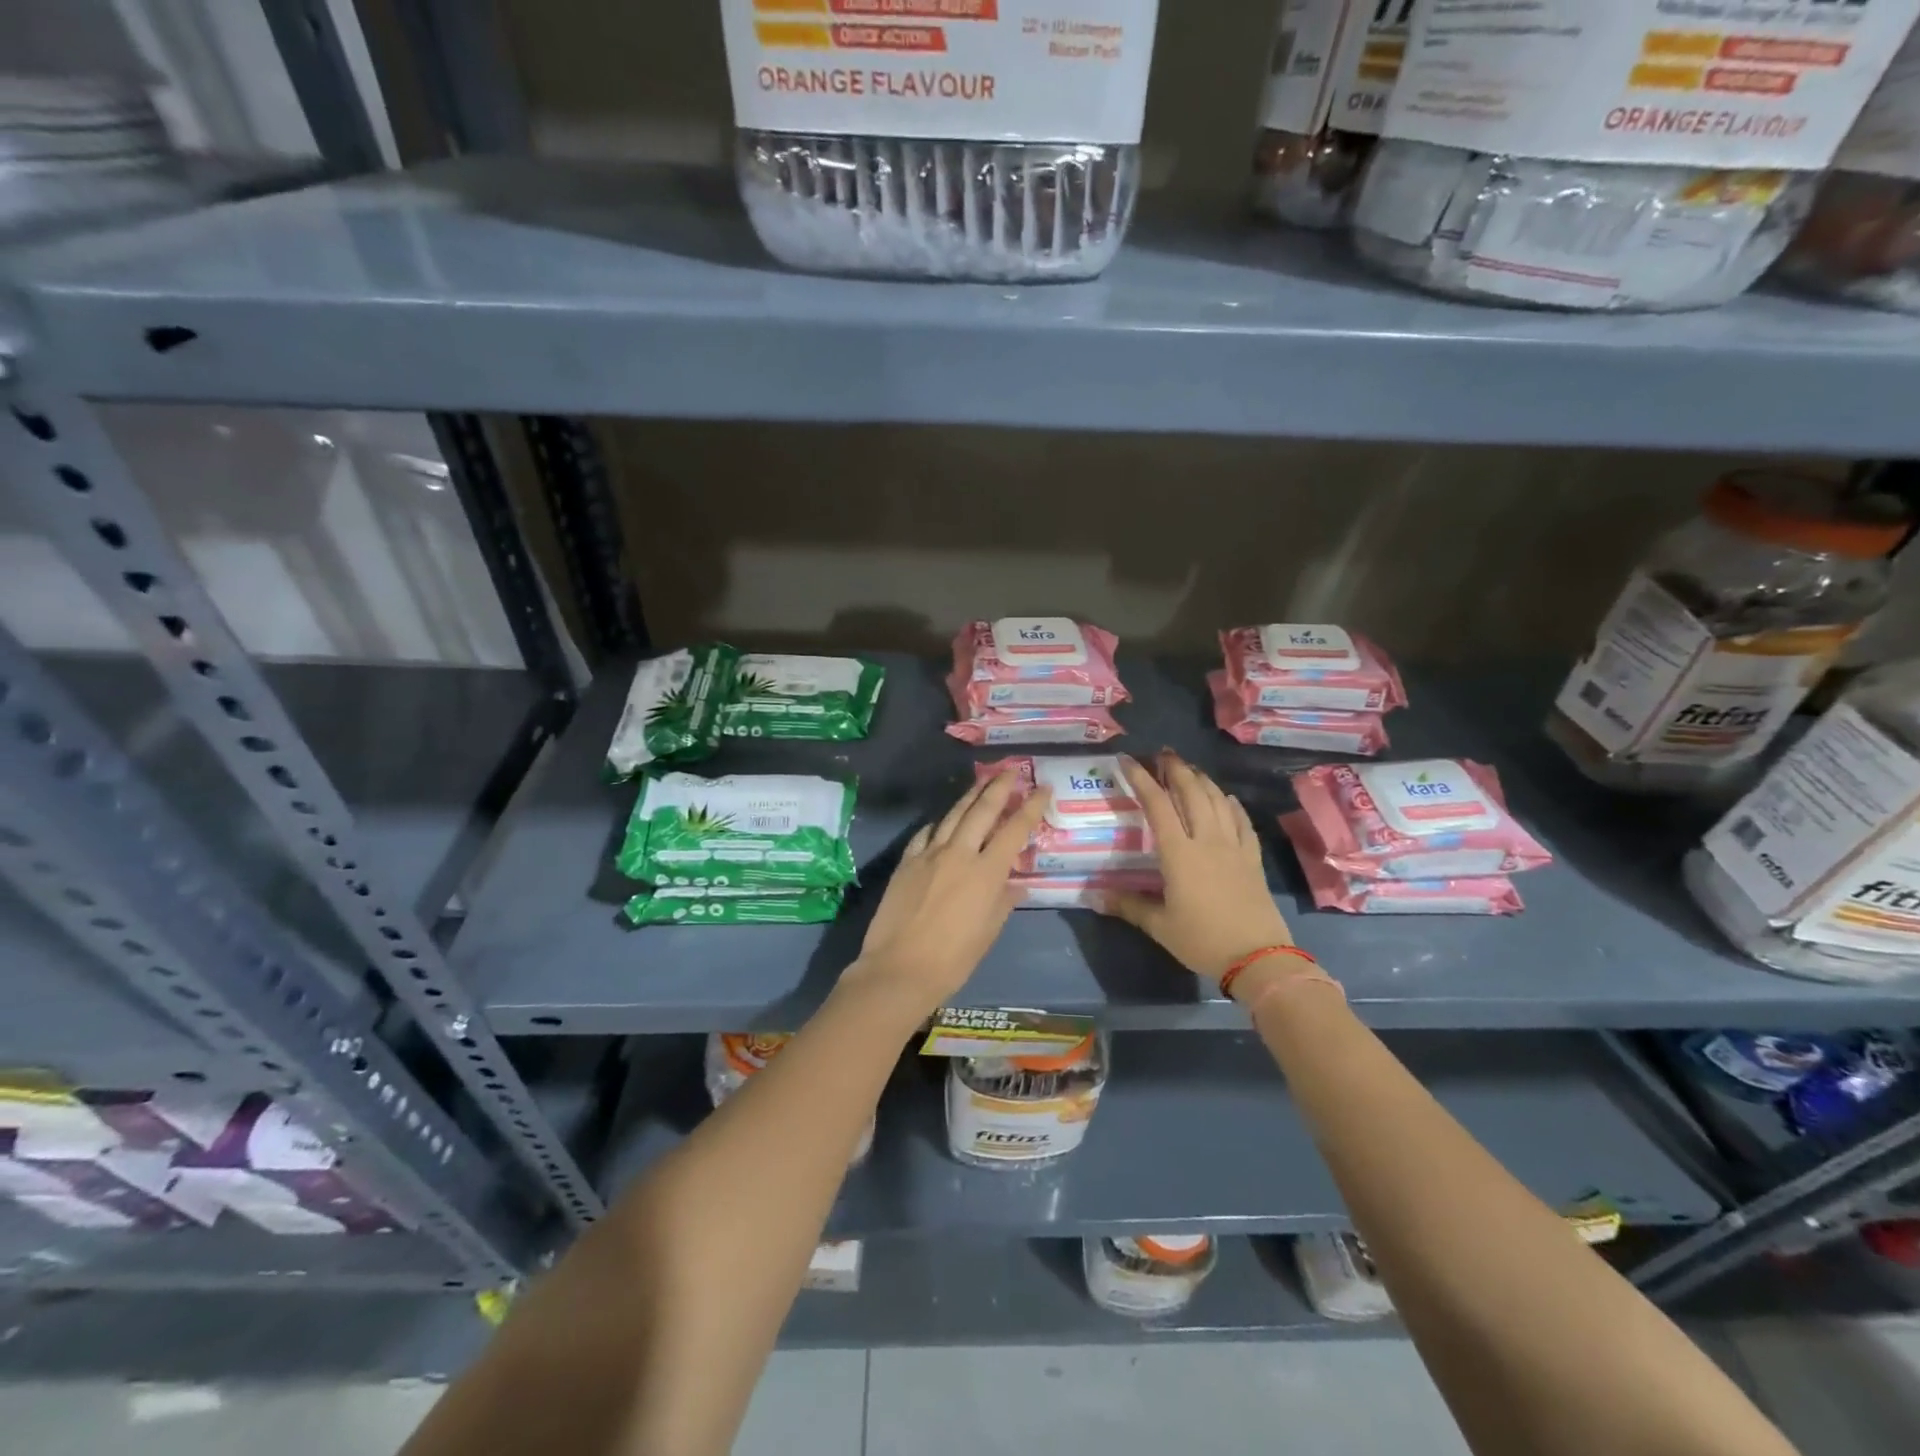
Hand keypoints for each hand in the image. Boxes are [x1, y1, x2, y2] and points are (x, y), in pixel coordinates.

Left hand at [846, 769, 1049, 1010]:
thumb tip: (1015, 884)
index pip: (1015, 830)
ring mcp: (929, 854)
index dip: (1031, 806)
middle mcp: (959, 853)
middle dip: (1000, 786)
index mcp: (986, 872)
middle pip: (982, 810)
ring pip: (953, 815)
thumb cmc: (953, 959)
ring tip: (982, 781)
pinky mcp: (906, 862)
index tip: (1043, 788)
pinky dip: (939, 824)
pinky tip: (943, 821)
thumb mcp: (988, 932)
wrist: (899, 969)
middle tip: (1012, 769)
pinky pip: (926, 833)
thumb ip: (1003, 902)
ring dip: (970, 796)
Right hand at [1098, 751, 1293, 981]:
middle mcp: (1206, 840)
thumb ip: (1128, 906)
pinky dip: (1231, 805)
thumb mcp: (1160, 926)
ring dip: (1202, 780)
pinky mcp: (1252, 858)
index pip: (1156, 805)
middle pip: (1191, 793)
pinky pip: (1241, 822)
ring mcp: (1233, 846)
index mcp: (1179, 852)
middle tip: (1162, 754)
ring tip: (1189, 769)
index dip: (1141, 779)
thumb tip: (1094, 896)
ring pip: (1217, 801)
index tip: (1127, 760)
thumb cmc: (1202, 939)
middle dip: (1175, 769)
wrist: (1259, 957)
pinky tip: (1227, 798)